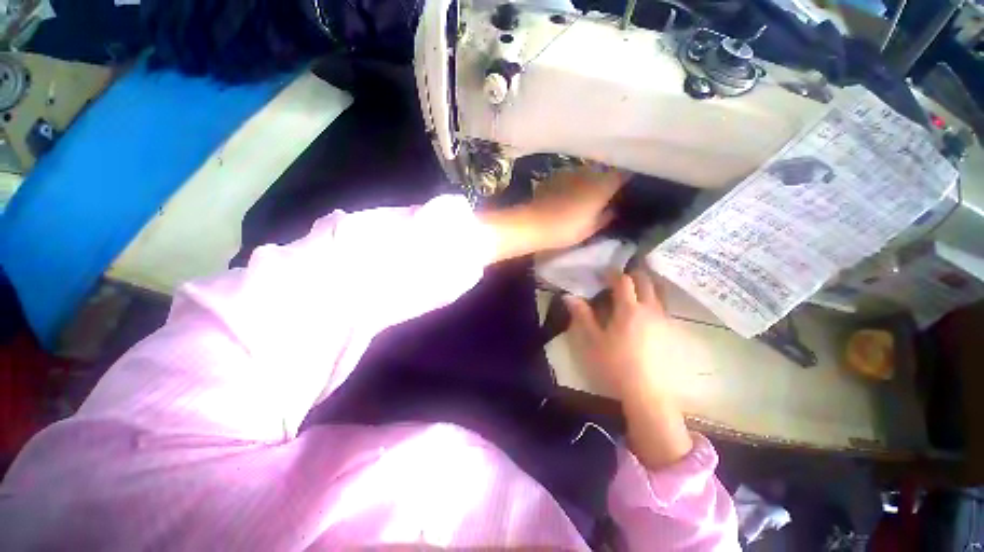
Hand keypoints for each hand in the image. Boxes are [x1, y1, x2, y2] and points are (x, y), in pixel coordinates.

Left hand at [524, 166, 625, 249]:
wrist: (533, 223)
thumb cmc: (566, 229)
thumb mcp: (591, 228)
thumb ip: (606, 217)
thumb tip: (614, 210)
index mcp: (603, 184)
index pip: (623, 174)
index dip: (628, 179)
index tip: (629, 186)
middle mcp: (589, 172)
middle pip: (605, 170)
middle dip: (609, 178)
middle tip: (609, 191)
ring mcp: (570, 171)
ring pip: (587, 171)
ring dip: (590, 179)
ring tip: (588, 192)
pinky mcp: (554, 175)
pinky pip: (570, 176)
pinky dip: (574, 182)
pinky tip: (569, 192)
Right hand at [563, 269, 672, 396]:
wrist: (648, 393)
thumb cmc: (615, 365)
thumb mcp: (593, 340)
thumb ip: (582, 315)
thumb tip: (569, 296)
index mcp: (629, 309)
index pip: (623, 281)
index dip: (612, 274)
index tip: (604, 274)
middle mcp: (650, 309)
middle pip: (646, 281)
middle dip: (633, 275)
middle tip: (620, 280)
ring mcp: (664, 321)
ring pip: (659, 293)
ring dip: (647, 286)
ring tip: (635, 292)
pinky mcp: (672, 333)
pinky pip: (664, 308)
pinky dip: (655, 302)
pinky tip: (646, 314)